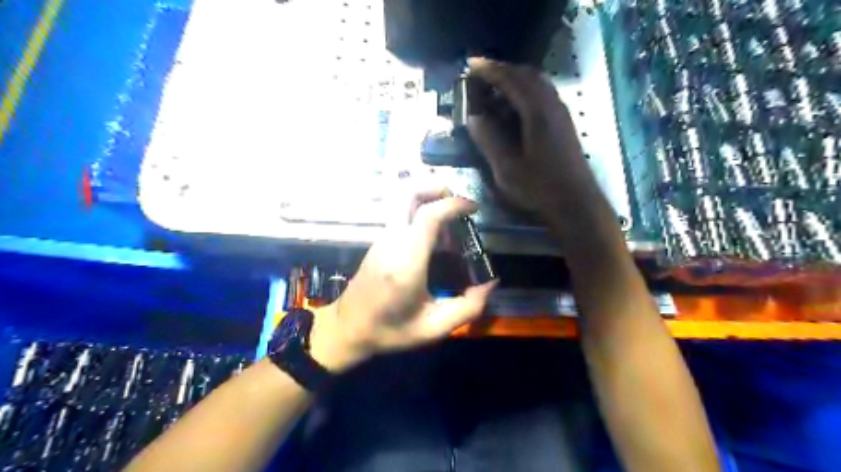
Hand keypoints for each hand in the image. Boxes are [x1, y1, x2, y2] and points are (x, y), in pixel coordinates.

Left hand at [308, 187, 493, 372]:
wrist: (348, 329)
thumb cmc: (390, 330)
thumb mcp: (434, 329)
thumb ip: (467, 308)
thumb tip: (490, 283)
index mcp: (406, 262)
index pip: (428, 215)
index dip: (453, 204)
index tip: (473, 208)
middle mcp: (391, 241)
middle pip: (407, 193)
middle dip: (434, 186)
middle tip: (458, 200)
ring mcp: (382, 238)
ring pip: (402, 200)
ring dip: (428, 197)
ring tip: (450, 217)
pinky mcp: (378, 241)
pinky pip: (400, 214)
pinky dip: (420, 210)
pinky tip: (435, 234)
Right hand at [467, 58, 596, 218]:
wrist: (576, 204)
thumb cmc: (540, 189)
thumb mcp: (507, 168)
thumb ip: (489, 140)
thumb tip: (473, 117)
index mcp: (537, 113)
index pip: (512, 80)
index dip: (490, 70)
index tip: (471, 65)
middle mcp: (552, 106)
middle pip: (528, 75)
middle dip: (503, 70)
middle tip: (480, 74)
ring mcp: (562, 114)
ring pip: (538, 84)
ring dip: (515, 80)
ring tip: (494, 88)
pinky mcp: (564, 124)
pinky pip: (544, 95)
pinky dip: (526, 91)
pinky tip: (514, 106)